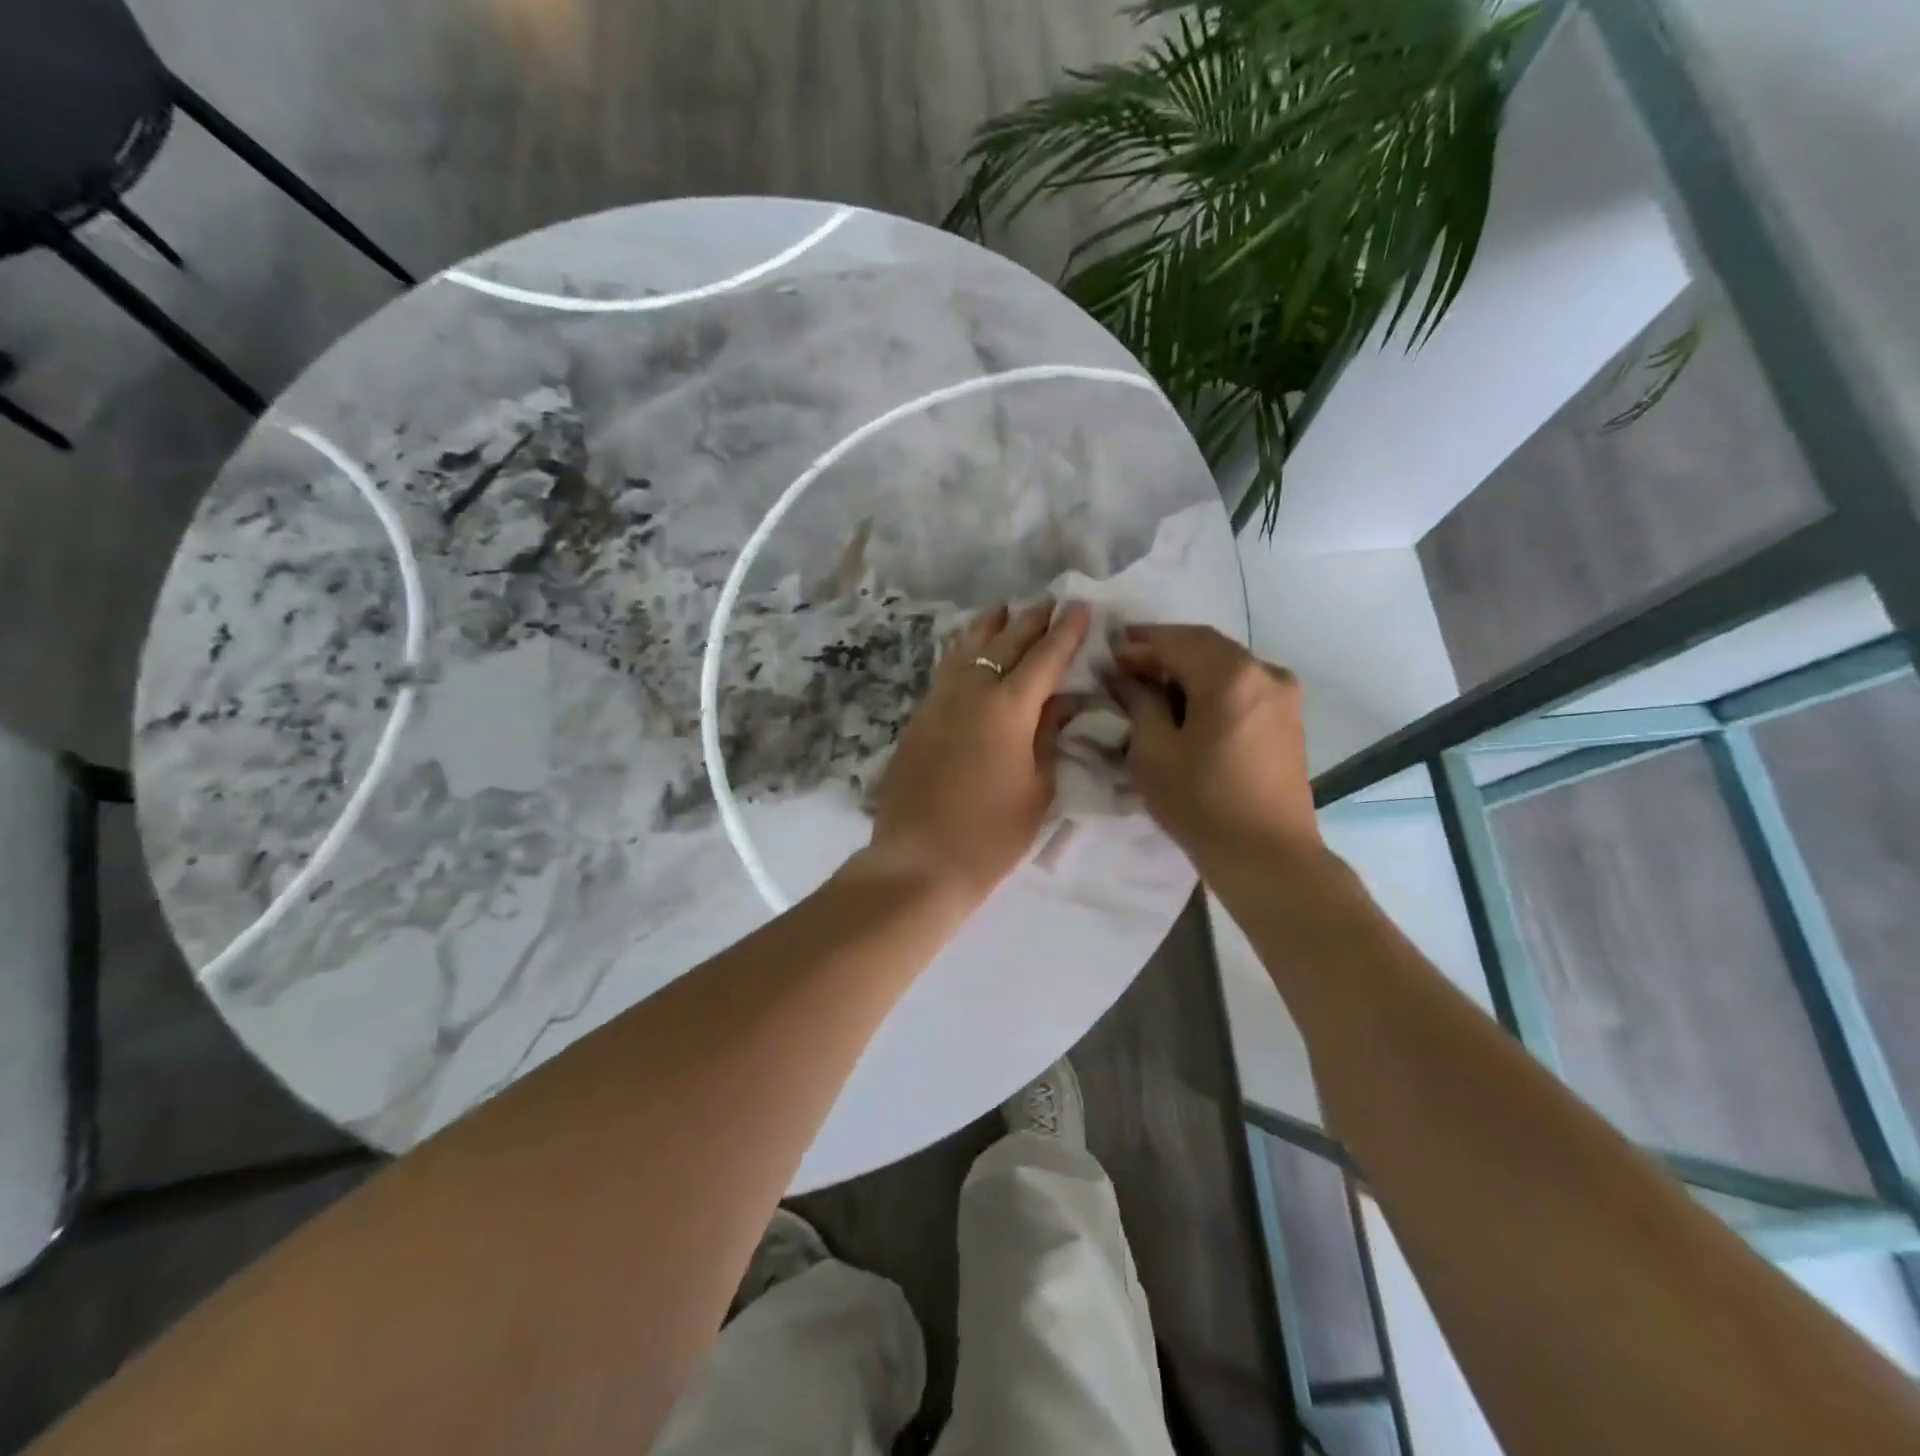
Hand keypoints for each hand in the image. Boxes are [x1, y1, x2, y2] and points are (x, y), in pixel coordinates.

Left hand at [862, 602, 1090, 907]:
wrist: (919, 861)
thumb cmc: (991, 834)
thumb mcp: (1037, 789)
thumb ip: (1049, 737)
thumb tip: (1061, 702)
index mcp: (1009, 708)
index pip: (1045, 658)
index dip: (1067, 632)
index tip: (1081, 607)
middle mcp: (972, 692)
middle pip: (1004, 644)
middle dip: (1030, 621)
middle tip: (1048, 603)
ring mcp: (939, 702)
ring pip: (967, 649)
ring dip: (989, 627)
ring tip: (1003, 610)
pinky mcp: (918, 718)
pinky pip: (946, 669)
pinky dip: (962, 651)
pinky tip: (966, 649)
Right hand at [1108, 625, 1320, 872]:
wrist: (1268, 857)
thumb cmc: (1202, 804)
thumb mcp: (1153, 752)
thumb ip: (1137, 703)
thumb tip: (1122, 676)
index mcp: (1232, 675)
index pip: (1176, 640)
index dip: (1137, 644)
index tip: (1106, 655)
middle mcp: (1265, 672)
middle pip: (1204, 645)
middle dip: (1162, 651)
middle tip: (1123, 665)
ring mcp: (1283, 694)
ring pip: (1224, 663)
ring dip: (1186, 667)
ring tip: (1149, 685)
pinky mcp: (1287, 717)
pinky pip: (1242, 684)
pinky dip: (1209, 685)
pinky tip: (1185, 705)